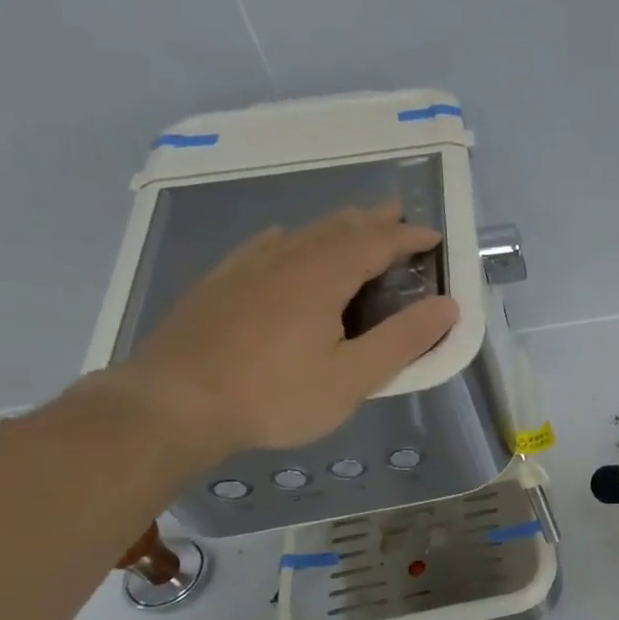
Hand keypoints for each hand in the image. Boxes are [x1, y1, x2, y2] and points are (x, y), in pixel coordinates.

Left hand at [93, 202, 457, 463]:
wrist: (171, 406)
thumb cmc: (273, 395)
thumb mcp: (352, 378)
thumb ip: (403, 341)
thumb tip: (447, 306)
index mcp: (323, 277)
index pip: (376, 243)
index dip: (408, 237)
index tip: (434, 237)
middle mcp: (287, 260)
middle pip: (338, 227)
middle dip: (374, 219)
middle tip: (399, 213)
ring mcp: (247, 269)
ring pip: (302, 232)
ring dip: (337, 225)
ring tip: (356, 224)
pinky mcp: (219, 284)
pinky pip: (264, 245)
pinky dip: (291, 237)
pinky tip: (284, 239)